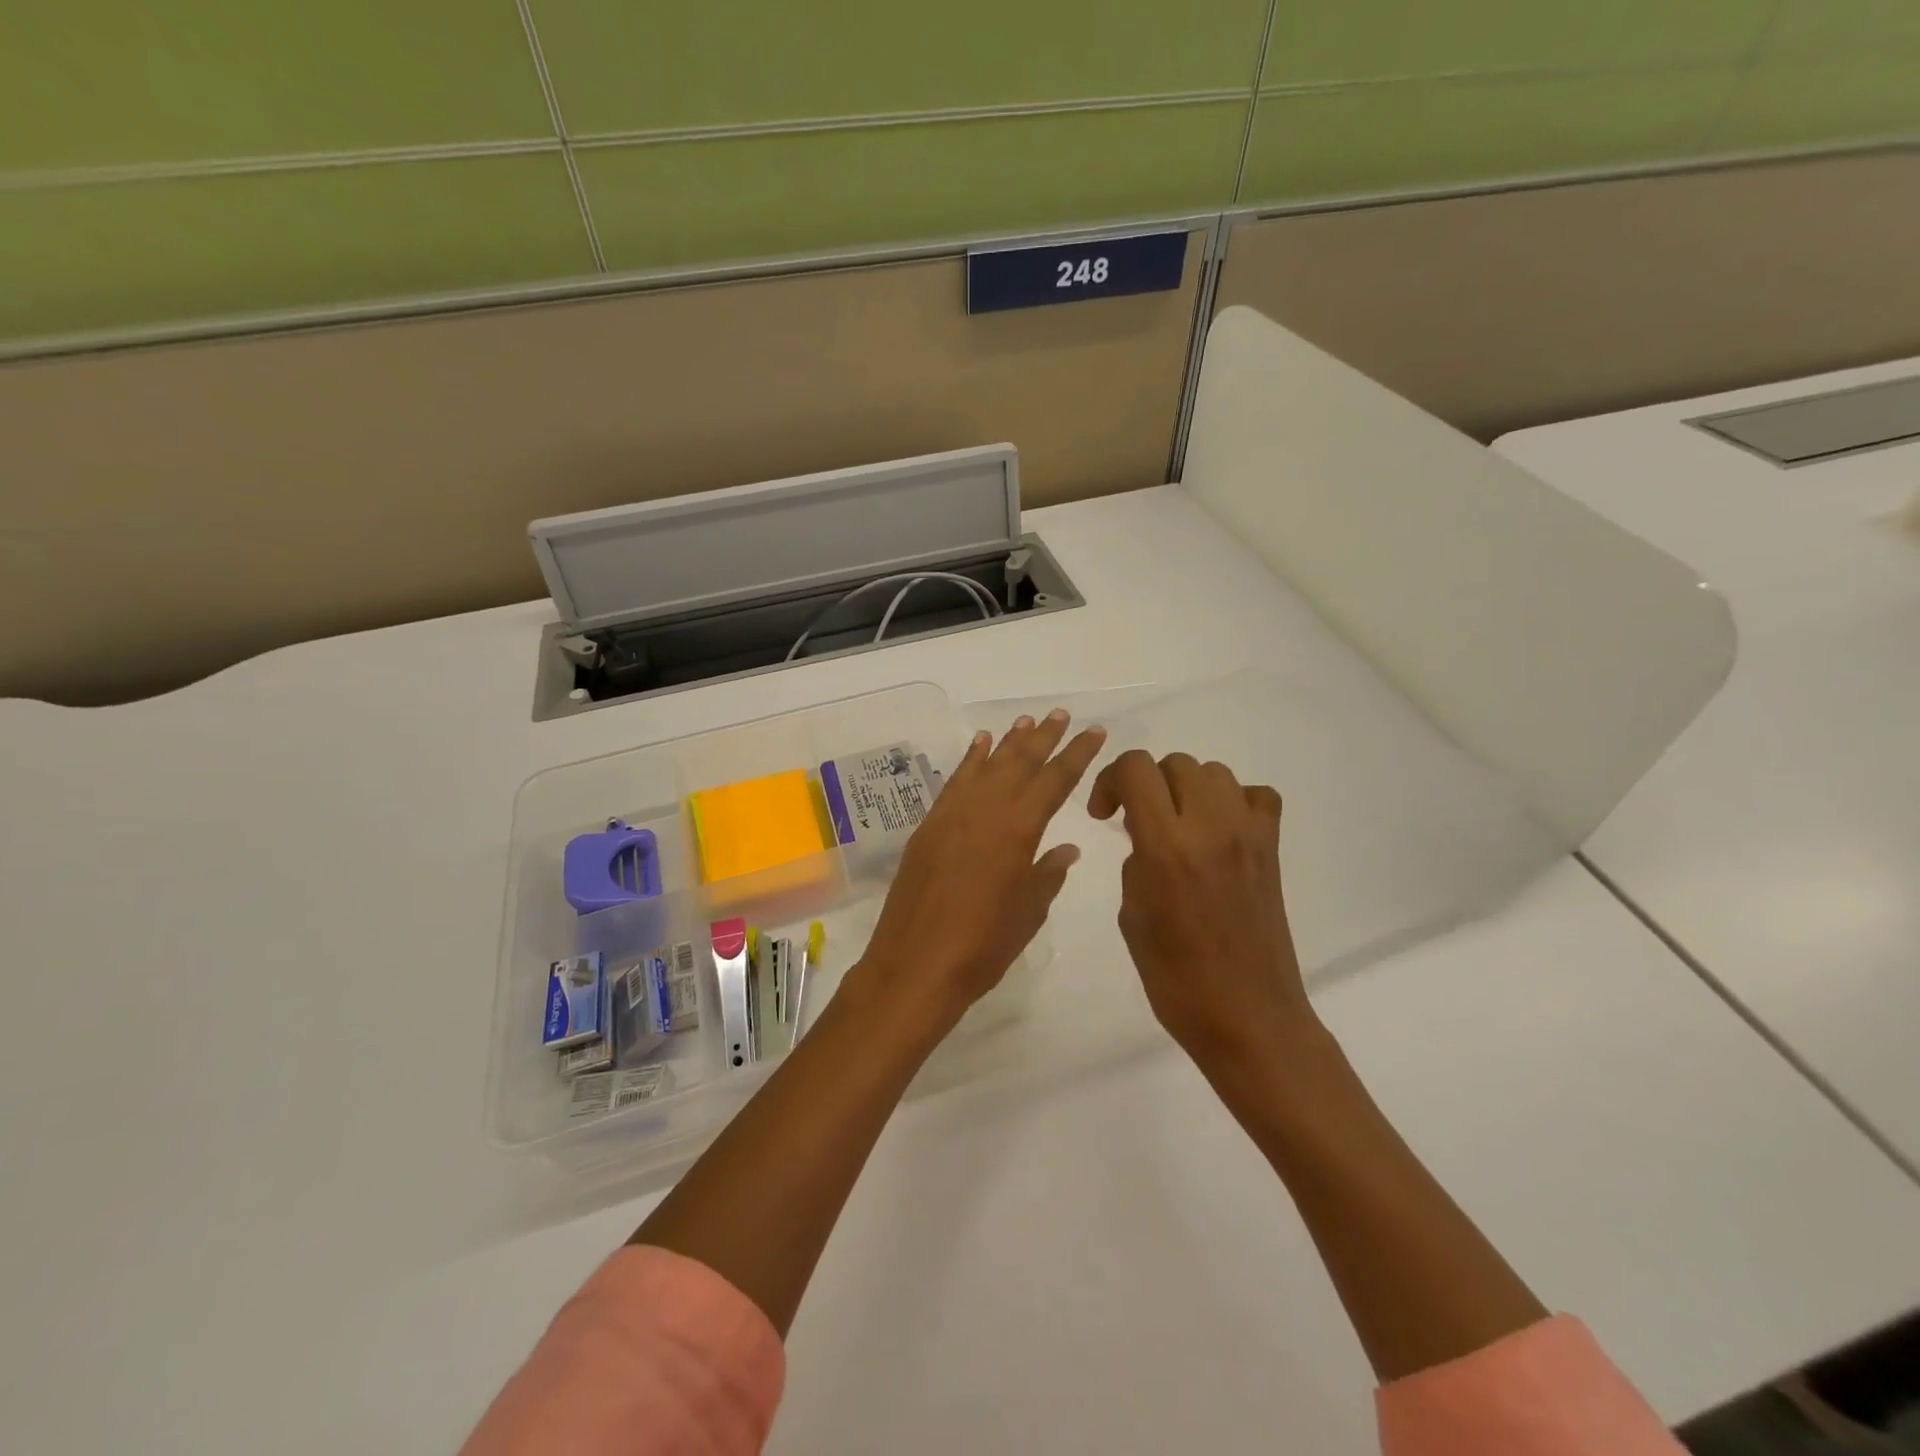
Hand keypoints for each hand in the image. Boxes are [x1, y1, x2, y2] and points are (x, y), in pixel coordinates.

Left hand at [843, 711, 1106, 1039]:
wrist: (916, 964)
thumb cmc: (983, 946)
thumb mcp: (1028, 912)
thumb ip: (1049, 873)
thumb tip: (1066, 847)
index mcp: (1018, 829)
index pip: (1056, 779)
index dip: (1078, 753)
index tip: (1094, 731)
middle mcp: (986, 809)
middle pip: (1020, 762)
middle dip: (1044, 737)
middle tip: (1060, 714)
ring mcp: (953, 814)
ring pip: (987, 765)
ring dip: (1008, 742)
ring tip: (1026, 721)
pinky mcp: (929, 825)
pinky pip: (955, 781)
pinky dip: (970, 759)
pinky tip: (979, 745)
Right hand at [1088, 751, 1311, 1075]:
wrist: (1246, 1016)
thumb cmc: (1175, 978)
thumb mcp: (1133, 915)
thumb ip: (1136, 860)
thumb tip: (1146, 836)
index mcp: (1165, 846)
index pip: (1136, 768)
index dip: (1110, 779)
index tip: (1104, 814)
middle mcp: (1210, 827)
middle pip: (1175, 763)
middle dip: (1147, 783)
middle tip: (1136, 820)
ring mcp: (1248, 834)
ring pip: (1214, 772)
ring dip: (1187, 788)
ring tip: (1178, 824)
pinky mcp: (1272, 848)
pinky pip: (1256, 796)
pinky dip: (1234, 801)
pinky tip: (1219, 831)